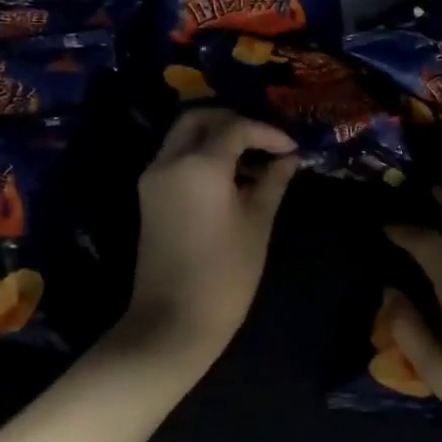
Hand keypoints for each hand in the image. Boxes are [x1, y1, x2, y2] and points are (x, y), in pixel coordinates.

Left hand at [122, 109, 299, 369]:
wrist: (172, 322)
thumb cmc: (225, 273)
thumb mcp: (258, 223)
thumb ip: (273, 182)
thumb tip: (288, 158)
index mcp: (199, 164)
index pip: (236, 128)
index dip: (268, 133)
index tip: (292, 149)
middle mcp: (170, 161)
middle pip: (199, 118)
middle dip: (234, 121)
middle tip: (264, 142)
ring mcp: (154, 177)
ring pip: (183, 136)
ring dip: (216, 136)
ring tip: (252, 160)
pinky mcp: (149, 195)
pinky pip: (175, 157)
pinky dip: (201, 154)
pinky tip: (230, 178)